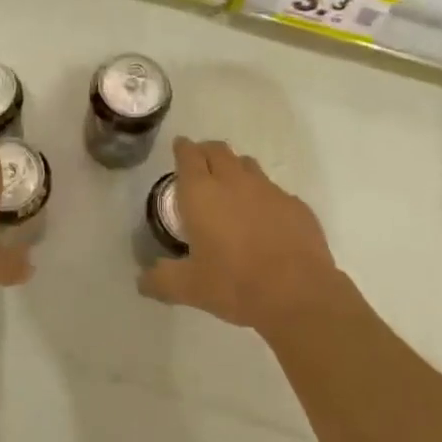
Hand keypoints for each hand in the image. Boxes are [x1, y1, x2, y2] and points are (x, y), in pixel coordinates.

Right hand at [139, 138, 343, 335]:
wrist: (298, 294)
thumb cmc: (235, 284)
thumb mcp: (189, 288)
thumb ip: (161, 280)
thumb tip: (142, 280)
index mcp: (202, 193)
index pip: (188, 155)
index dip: (182, 148)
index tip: (180, 147)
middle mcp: (234, 181)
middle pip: (218, 150)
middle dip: (206, 151)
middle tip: (200, 164)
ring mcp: (269, 190)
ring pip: (247, 165)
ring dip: (235, 169)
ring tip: (231, 187)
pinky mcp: (296, 205)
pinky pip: (274, 190)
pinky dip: (263, 196)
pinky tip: (264, 219)